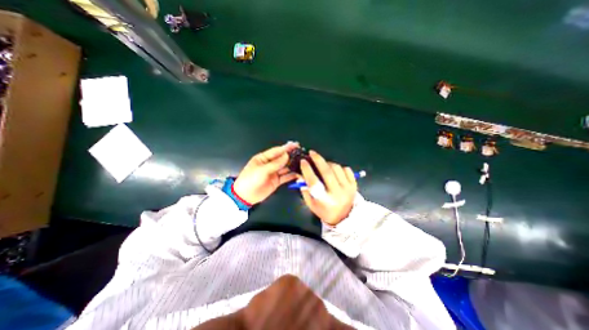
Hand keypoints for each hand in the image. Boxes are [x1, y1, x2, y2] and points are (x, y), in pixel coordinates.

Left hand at [232, 142, 298, 204]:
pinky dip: (292, 175)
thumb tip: (286, 156)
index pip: (276, 151)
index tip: (295, 145)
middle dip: (291, 156)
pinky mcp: (276, 181)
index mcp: (263, 158)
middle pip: (282, 158)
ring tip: (302, 163)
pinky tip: (298, 173)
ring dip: (293, 165)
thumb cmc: (250, 180)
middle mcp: (269, 164)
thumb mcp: (262, 170)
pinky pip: (286, 177)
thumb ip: (275, 164)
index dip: (286, 148)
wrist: (245, 196)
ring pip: (285, 167)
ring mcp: (273, 173)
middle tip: (301, 153)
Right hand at [298, 151, 355, 225]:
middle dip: (318, 159)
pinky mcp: (354, 185)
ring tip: (323, 164)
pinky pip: (347, 169)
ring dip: (328, 163)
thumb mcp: (311, 204)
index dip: (307, 170)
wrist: (344, 217)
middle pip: (327, 171)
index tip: (303, 161)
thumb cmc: (324, 210)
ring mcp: (347, 188)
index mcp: (324, 199)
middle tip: (312, 153)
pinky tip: (334, 170)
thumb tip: (300, 175)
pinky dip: (339, 167)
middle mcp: (337, 193)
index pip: (314, 181)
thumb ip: (305, 189)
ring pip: (337, 168)